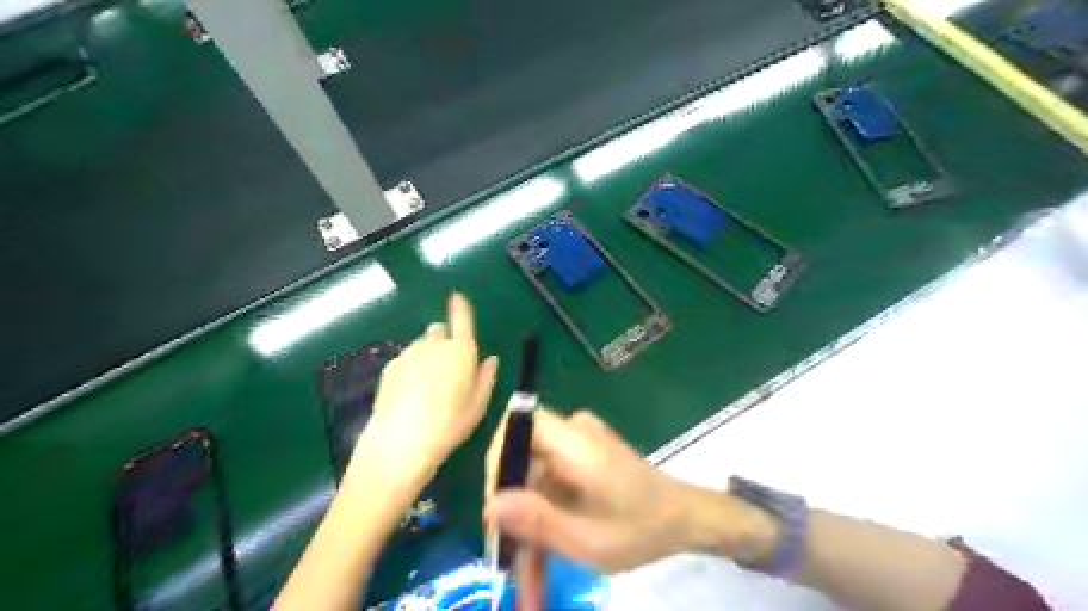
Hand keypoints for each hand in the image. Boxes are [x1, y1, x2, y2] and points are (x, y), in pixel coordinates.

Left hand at [350, 291, 499, 491]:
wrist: (401, 442)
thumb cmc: (449, 425)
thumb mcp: (478, 405)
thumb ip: (486, 377)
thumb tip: (491, 359)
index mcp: (461, 351)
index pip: (461, 319)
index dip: (460, 306)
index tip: (457, 296)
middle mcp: (434, 345)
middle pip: (440, 330)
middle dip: (445, 339)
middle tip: (448, 366)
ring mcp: (409, 354)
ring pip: (422, 344)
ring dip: (428, 354)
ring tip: (428, 386)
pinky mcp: (390, 366)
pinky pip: (406, 358)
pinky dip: (411, 367)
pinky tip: (410, 394)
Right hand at [486, 407, 691, 574]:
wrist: (684, 518)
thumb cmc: (641, 528)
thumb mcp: (587, 539)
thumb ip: (537, 521)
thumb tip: (489, 506)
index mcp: (575, 442)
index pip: (518, 423)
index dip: (498, 460)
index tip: (495, 509)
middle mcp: (573, 432)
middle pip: (523, 458)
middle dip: (512, 509)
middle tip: (506, 557)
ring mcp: (578, 444)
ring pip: (534, 479)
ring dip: (529, 524)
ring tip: (527, 579)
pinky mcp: (581, 458)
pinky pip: (549, 482)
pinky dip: (545, 517)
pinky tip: (543, 559)